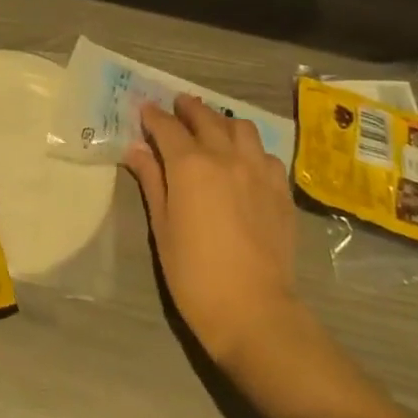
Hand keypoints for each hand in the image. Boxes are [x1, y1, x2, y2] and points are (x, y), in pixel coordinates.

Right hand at [122, 95, 300, 364]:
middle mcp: (225, 156)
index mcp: (190, 165)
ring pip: (241, 127)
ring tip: (213, 128)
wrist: (253, 310)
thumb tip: (136, 149)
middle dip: (188, 108)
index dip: (154, 116)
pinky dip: (250, 148)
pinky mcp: (280, 189)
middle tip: (177, 106)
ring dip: (222, 121)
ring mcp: (258, 170)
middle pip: (206, 117)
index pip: (167, 127)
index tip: (145, 110)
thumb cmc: (194, 274)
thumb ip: (151, 181)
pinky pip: (265, 154)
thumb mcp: (161, 227)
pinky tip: (243, 161)